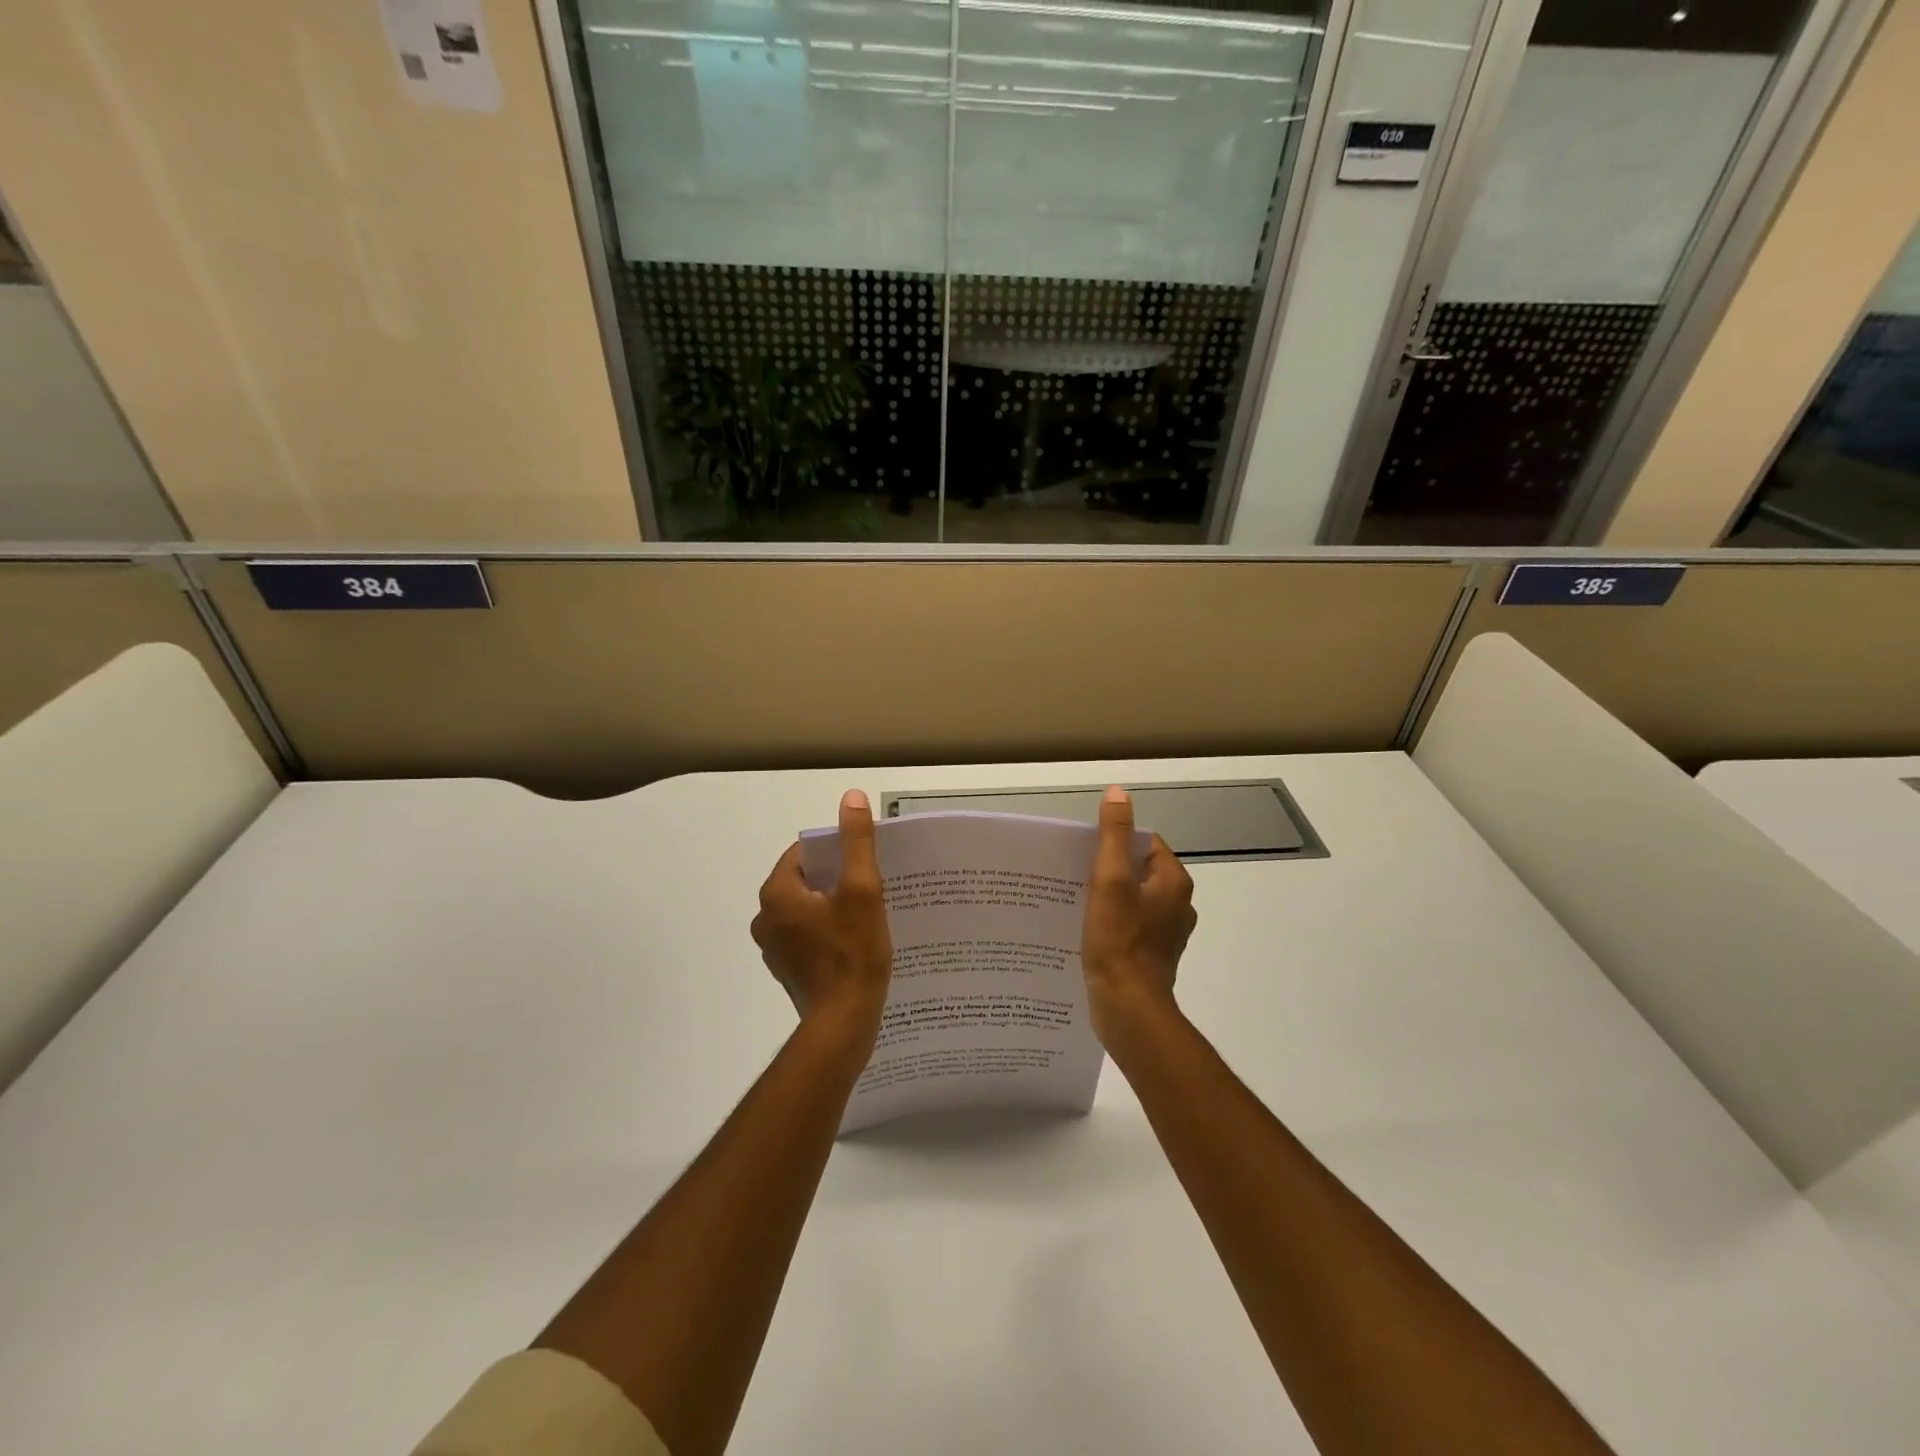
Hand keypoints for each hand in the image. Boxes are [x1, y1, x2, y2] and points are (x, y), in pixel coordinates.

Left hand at [752, 789, 893, 1039]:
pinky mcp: (787, 970)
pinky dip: (827, 931)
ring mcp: (773, 947)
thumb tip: (850, 798)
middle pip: (805, 881)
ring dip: (832, 906)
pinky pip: (807, 935)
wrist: (843, 1024)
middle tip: (871, 887)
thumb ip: (856, 842)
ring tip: (867, 913)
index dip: (836, 853)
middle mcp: (765, 918)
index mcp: (776, 894)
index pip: (804, 854)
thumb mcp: (862, 890)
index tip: (863, 863)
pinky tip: (855, 942)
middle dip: (836, 880)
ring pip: (806, 909)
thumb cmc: (853, 953)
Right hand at [1082, 786, 1196, 1043]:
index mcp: (1174, 883)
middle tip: (1075, 873)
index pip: (1146, 844)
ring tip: (1075, 900)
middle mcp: (1177, 906)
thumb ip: (1114, 835)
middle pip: (1139, 872)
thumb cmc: (1119, 940)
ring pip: (1133, 901)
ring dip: (1108, 897)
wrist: (1127, 1008)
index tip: (1086, 850)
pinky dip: (1111, 923)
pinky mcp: (1151, 958)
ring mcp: (1165, 935)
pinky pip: (1129, 927)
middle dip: (1109, 870)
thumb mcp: (1110, 879)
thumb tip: (1118, 793)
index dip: (1116, 842)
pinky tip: (1086, 930)